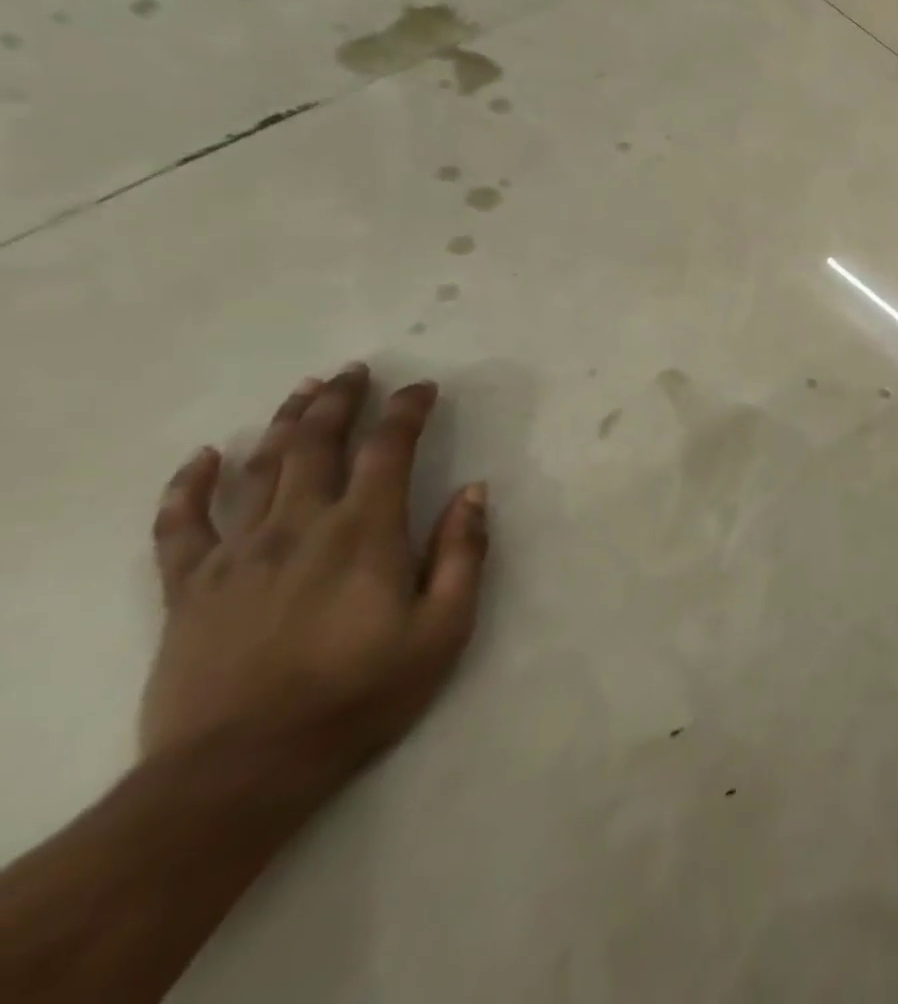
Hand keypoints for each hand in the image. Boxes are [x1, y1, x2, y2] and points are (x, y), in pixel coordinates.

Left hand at [140, 365, 489, 788]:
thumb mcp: (443, 628)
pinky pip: (180, 524)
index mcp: (365, 532)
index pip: (388, 449)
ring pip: (258, 469)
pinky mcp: (189, 589)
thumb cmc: (360, 694)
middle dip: (339, 400)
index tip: (423, 388)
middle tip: (354, 370)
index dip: (407, 411)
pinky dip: (189, 485)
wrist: (240, 770)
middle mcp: (298, 527)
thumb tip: (475, 491)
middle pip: (316, 444)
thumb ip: (462, 553)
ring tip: (303, 391)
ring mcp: (236, 555)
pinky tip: (202, 458)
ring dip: (284, 423)